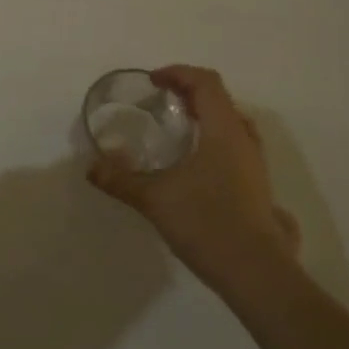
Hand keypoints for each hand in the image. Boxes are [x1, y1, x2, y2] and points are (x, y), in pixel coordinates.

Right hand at [88, 65, 300, 296]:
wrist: (257, 275)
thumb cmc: (207, 223)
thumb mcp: (155, 199)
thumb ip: (121, 179)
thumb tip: (91, 168)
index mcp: (223, 131)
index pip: (206, 82)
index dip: (178, 74)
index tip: (153, 82)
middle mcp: (244, 141)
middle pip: (220, 99)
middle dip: (189, 93)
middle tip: (161, 103)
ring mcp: (255, 165)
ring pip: (231, 124)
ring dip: (204, 117)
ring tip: (177, 130)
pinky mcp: (257, 188)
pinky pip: (235, 147)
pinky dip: (213, 140)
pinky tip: (193, 166)